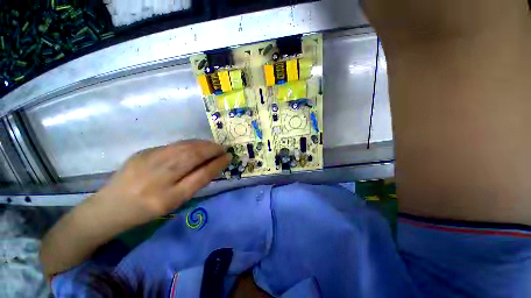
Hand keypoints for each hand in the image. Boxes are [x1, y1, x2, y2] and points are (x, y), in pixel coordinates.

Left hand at [94, 140, 230, 226]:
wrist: (108, 208)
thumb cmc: (145, 211)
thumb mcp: (173, 204)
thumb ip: (194, 184)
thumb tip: (212, 165)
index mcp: (168, 198)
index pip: (201, 176)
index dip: (217, 164)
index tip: (228, 157)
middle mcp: (158, 178)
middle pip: (192, 157)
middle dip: (212, 150)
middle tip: (223, 149)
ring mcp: (147, 162)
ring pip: (184, 148)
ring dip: (203, 144)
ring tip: (213, 145)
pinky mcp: (142, 153)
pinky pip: (173, 145)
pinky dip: (190, 143)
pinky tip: (196, 144)